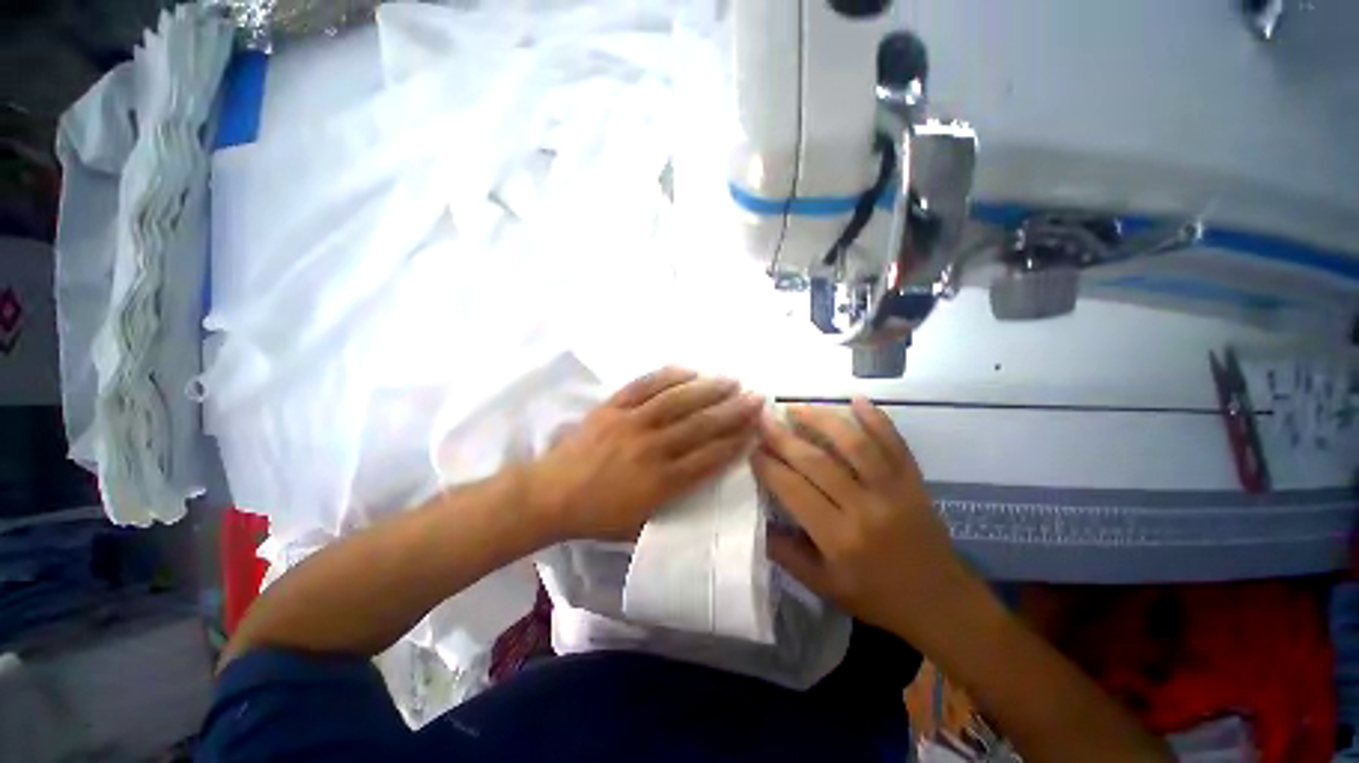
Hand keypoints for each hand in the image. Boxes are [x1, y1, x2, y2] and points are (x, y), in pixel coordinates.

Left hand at [529, 367, 763, 540]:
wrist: (550, 494)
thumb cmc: (597, 515)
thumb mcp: (640, 524)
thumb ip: (674, 503)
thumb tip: (703, 478)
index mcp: (660, 483)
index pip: (708, 459)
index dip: (735, 442)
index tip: (756, 429)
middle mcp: (651, 449)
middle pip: (700, 426)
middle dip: (732, 411)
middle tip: (756, 397)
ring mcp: (631, 424)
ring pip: (677, 402)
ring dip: (707, 389)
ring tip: (731, 380)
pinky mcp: (612, 408)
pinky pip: (644, 386)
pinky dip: (668, 376)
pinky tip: (689, 370)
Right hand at [753, 398, 978, 642]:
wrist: (940, 602)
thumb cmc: (876, 596)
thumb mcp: (824, 586)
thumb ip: (786, 554)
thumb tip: (757, 521)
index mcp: (839, 538)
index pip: (793, 490)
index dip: (769, 466)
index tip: (751, 448)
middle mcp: (865, 508)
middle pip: (817, 461)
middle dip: (783, 436)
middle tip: (763, 418)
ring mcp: (894, 490)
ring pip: (854, 444)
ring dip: (822, 419)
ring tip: (796, 407)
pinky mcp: (914, 480)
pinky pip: (894, 443)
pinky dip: (876, 418)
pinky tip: (857, 398)